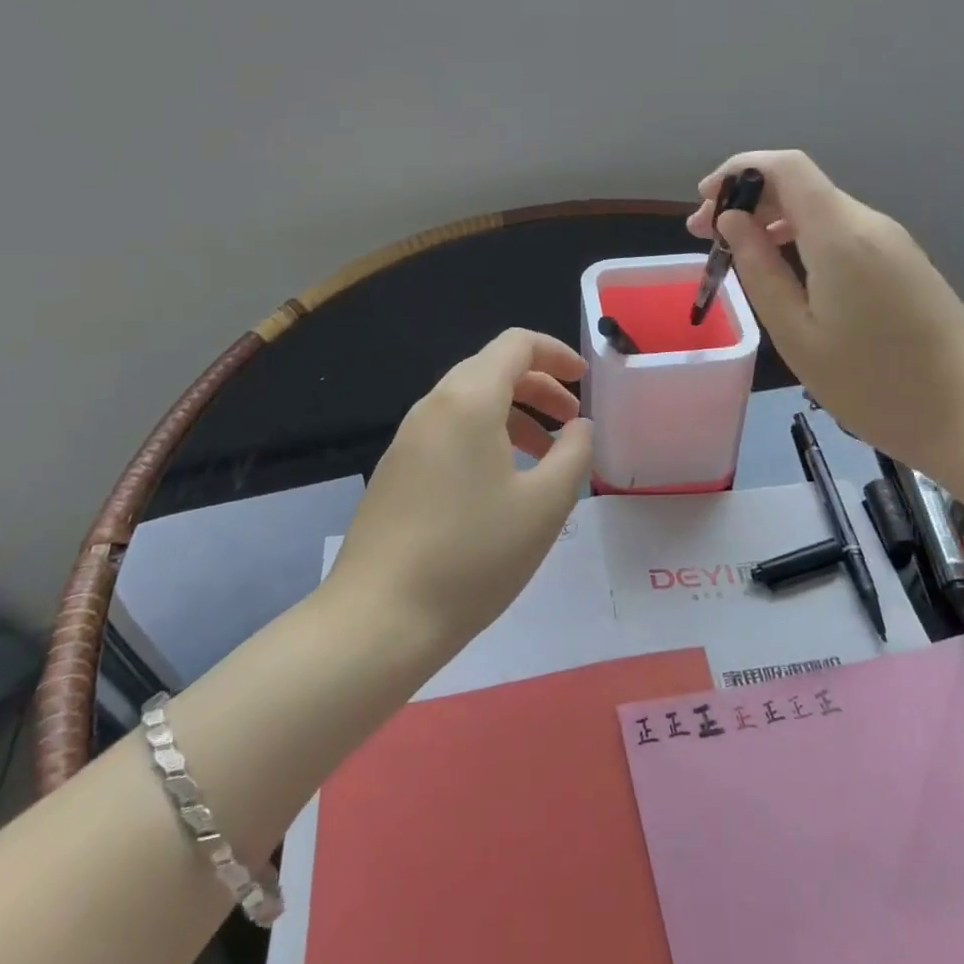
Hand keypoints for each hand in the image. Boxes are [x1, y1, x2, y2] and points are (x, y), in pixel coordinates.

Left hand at [327, 328, 594, 653]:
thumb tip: (579, 427)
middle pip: (492, 369)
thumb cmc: (473, 556)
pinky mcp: (396, 469)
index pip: (516, 344)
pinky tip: (502, 484)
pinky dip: (485, 436)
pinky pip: (450, 431)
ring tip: (545, 456)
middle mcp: (433, 405)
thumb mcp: (544, 505)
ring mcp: (408, 437)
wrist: (379, 618)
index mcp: (468, 399)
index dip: (556, 353)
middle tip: (572, 422)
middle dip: (539, 386)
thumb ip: (574, 453)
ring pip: (470, 402)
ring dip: (514, 414)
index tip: (585, 381)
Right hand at [688, 150, 963, 469]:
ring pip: (819, 207)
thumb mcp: (796, 333)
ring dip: (773, 219)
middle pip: (800, 184)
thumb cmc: (871, 384)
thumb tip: (733, 221)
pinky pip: (841, 230)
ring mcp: (891, 240)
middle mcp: (868, 223)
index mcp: (839, 235)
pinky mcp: (902, 260)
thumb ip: (760, 268)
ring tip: (737, 254)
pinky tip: (784, 269)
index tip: (704, 204)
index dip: (738, 171)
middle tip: (707, 236)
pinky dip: (802, 236)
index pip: (785, 167)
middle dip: (747, 199)